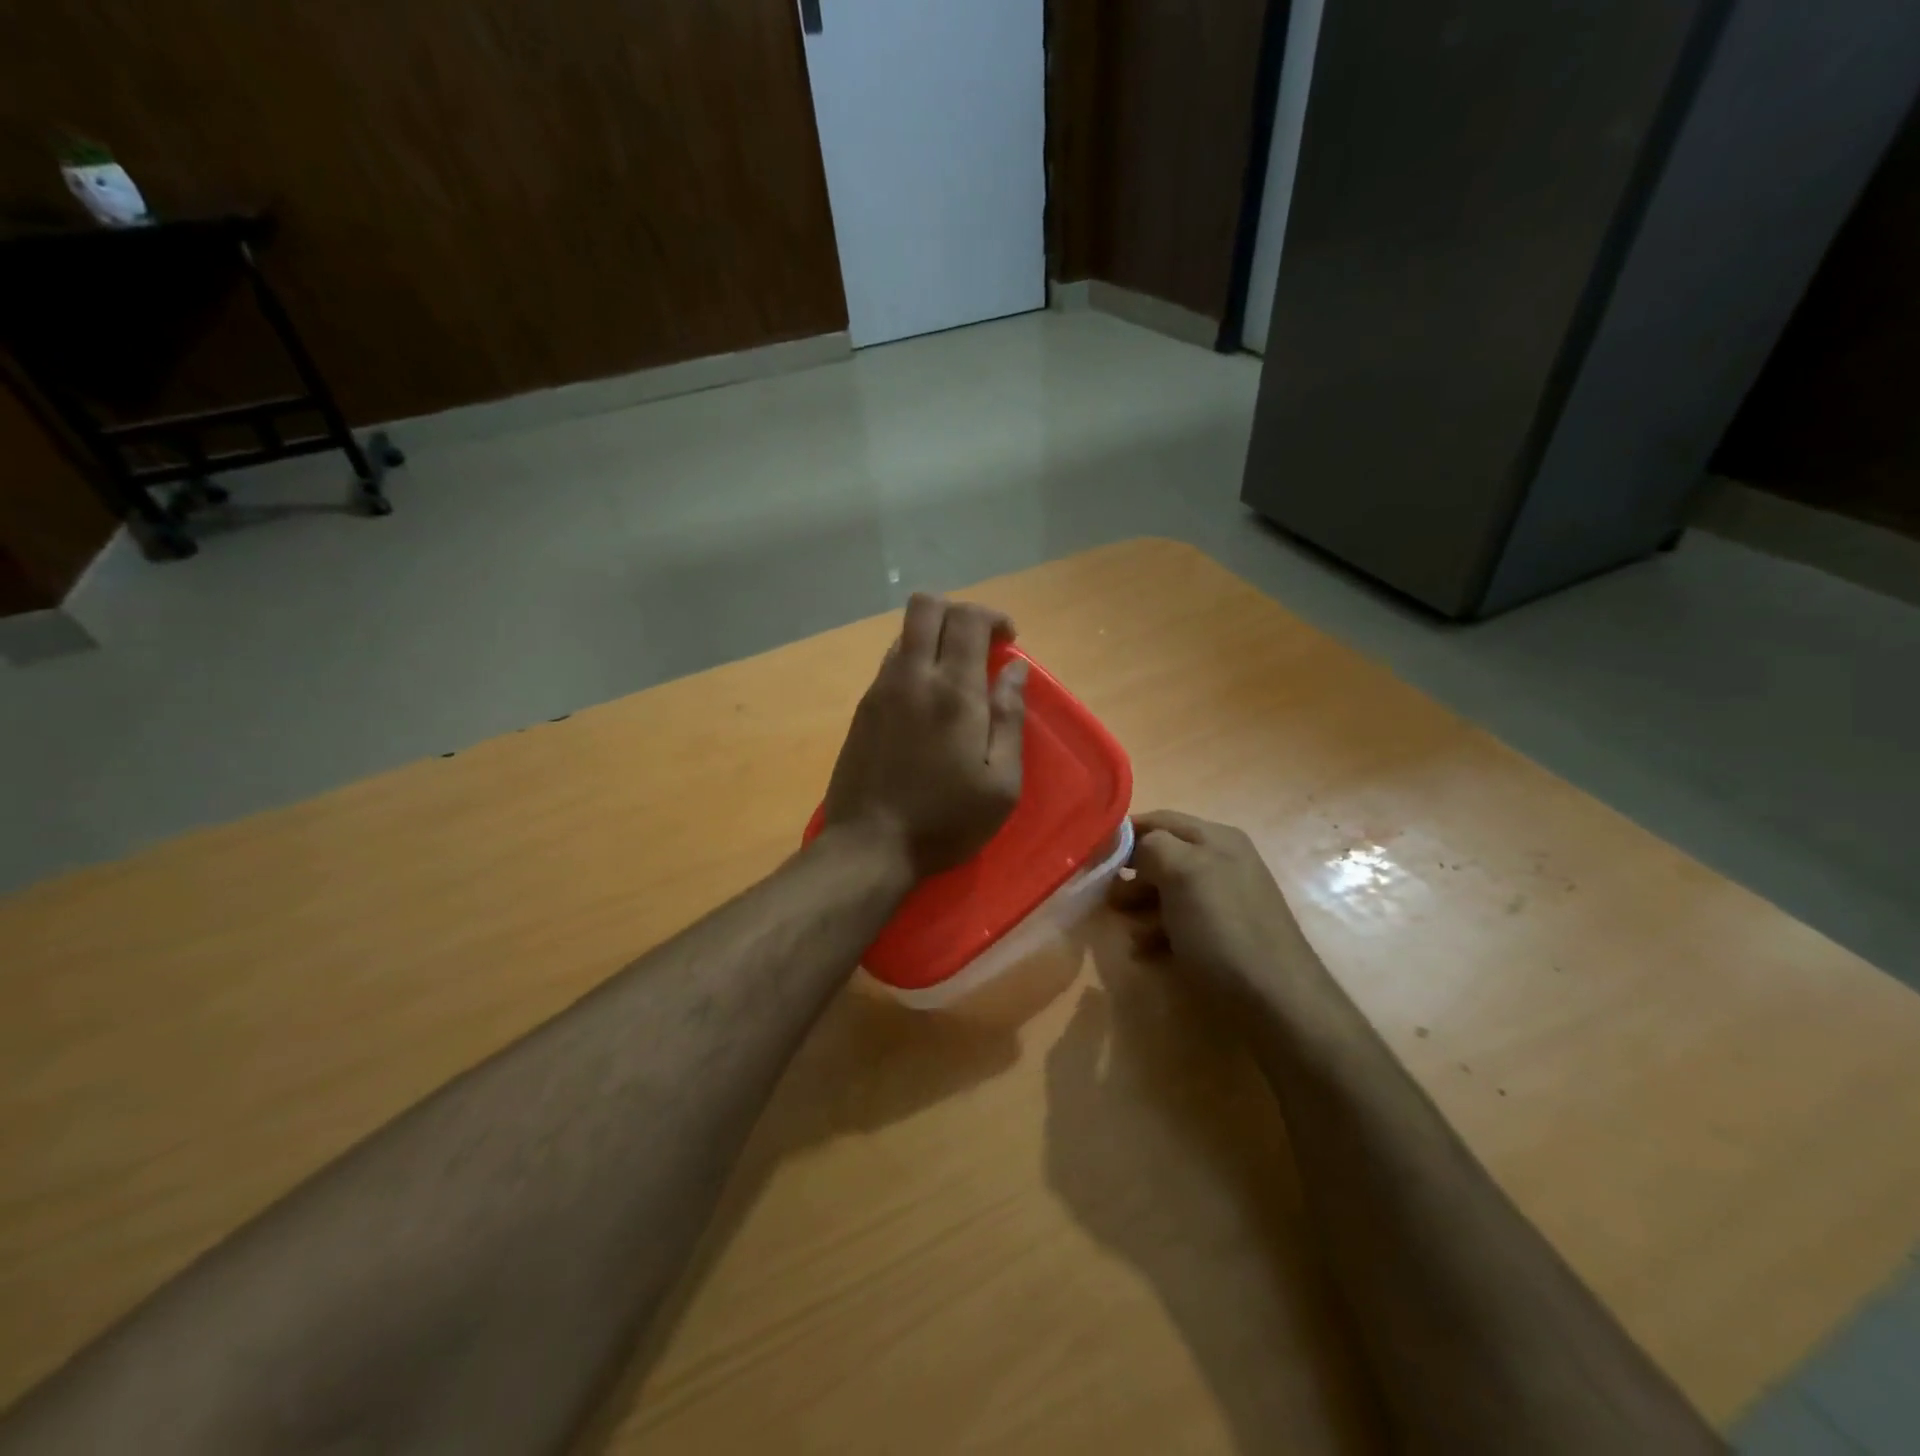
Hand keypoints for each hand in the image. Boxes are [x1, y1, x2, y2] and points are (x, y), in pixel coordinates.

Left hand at [822, 593, 1028, 878]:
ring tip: (954, 676)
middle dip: (958, 612)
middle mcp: (912, 676)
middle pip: (926, 606)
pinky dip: (914, 662)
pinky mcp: (862, 708)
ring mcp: (881, 689)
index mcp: (954, 692)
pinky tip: (926, 702)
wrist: (870, 846)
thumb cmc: (946, 820)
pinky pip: (890, 662)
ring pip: (904, 632)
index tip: (1008, 642)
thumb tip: (1015, 668)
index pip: (968, 617)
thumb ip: (1010, 717)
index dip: (992, 617)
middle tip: (979, 646)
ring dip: (934, 637)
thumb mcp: (1001, 782)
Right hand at [1109, 811, 1320, 1000]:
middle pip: (1162, 856)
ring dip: (1141, 907)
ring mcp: (1225, 900)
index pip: (1159, 820)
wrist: (1276, 1000)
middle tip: (1106, 899)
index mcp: (1216, 837)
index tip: (1093, 857)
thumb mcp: (1183, 873)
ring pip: (1168, 892)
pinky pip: (1181, 922)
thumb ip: (1152, 846)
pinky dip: (1158, 933)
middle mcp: (1223, 862)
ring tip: (1125, 930)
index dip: (1125, 834)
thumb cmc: (1223, 928)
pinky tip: (1145, 952)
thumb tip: (1135, 847)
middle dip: (1131, 875)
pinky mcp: (1224, 935)